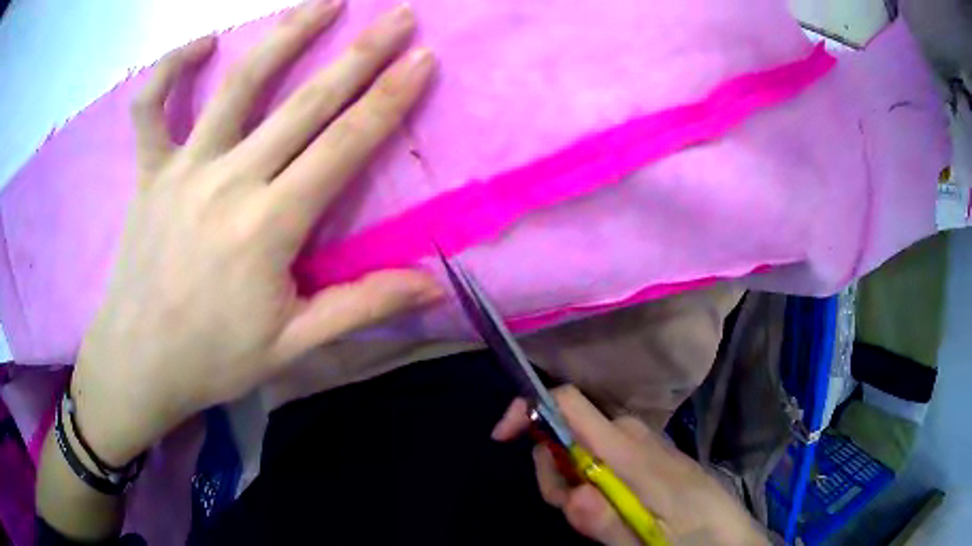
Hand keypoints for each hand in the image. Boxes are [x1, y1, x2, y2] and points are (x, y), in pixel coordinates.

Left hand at [70, 0, 440, 466]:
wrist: (138, 363)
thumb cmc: (213, 359)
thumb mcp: (293, 345)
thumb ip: (362, 307)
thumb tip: (435, 289)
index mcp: (269, 225)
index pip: (343, 146)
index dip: (388, 98)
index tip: (422, 58)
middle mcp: (229, 181)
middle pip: (305, 102)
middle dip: (360, 53)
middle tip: (399, 16)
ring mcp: (183, 169)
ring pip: (238, 86)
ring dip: (286, 37)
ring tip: (324, 2)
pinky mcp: (149, 172)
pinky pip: (151, 108)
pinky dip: (170, 70)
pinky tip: (204, 45)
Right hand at [492, 387, 767, 545]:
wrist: (730, 533)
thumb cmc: (692, 535)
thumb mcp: (645, 540)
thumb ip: (607, 522)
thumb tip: (571, 495)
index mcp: (630, 451)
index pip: (571, 403)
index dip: (530, 409)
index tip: (502, 437)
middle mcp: (632, 434)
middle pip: (567, 429)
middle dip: (552, 469)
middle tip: (574, 511)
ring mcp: (642, 442)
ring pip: (582, 446)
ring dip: (571, 481)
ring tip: (598, 516)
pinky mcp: (647, 454)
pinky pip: (602, 454)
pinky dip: (589, 479)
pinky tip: (610, 506)